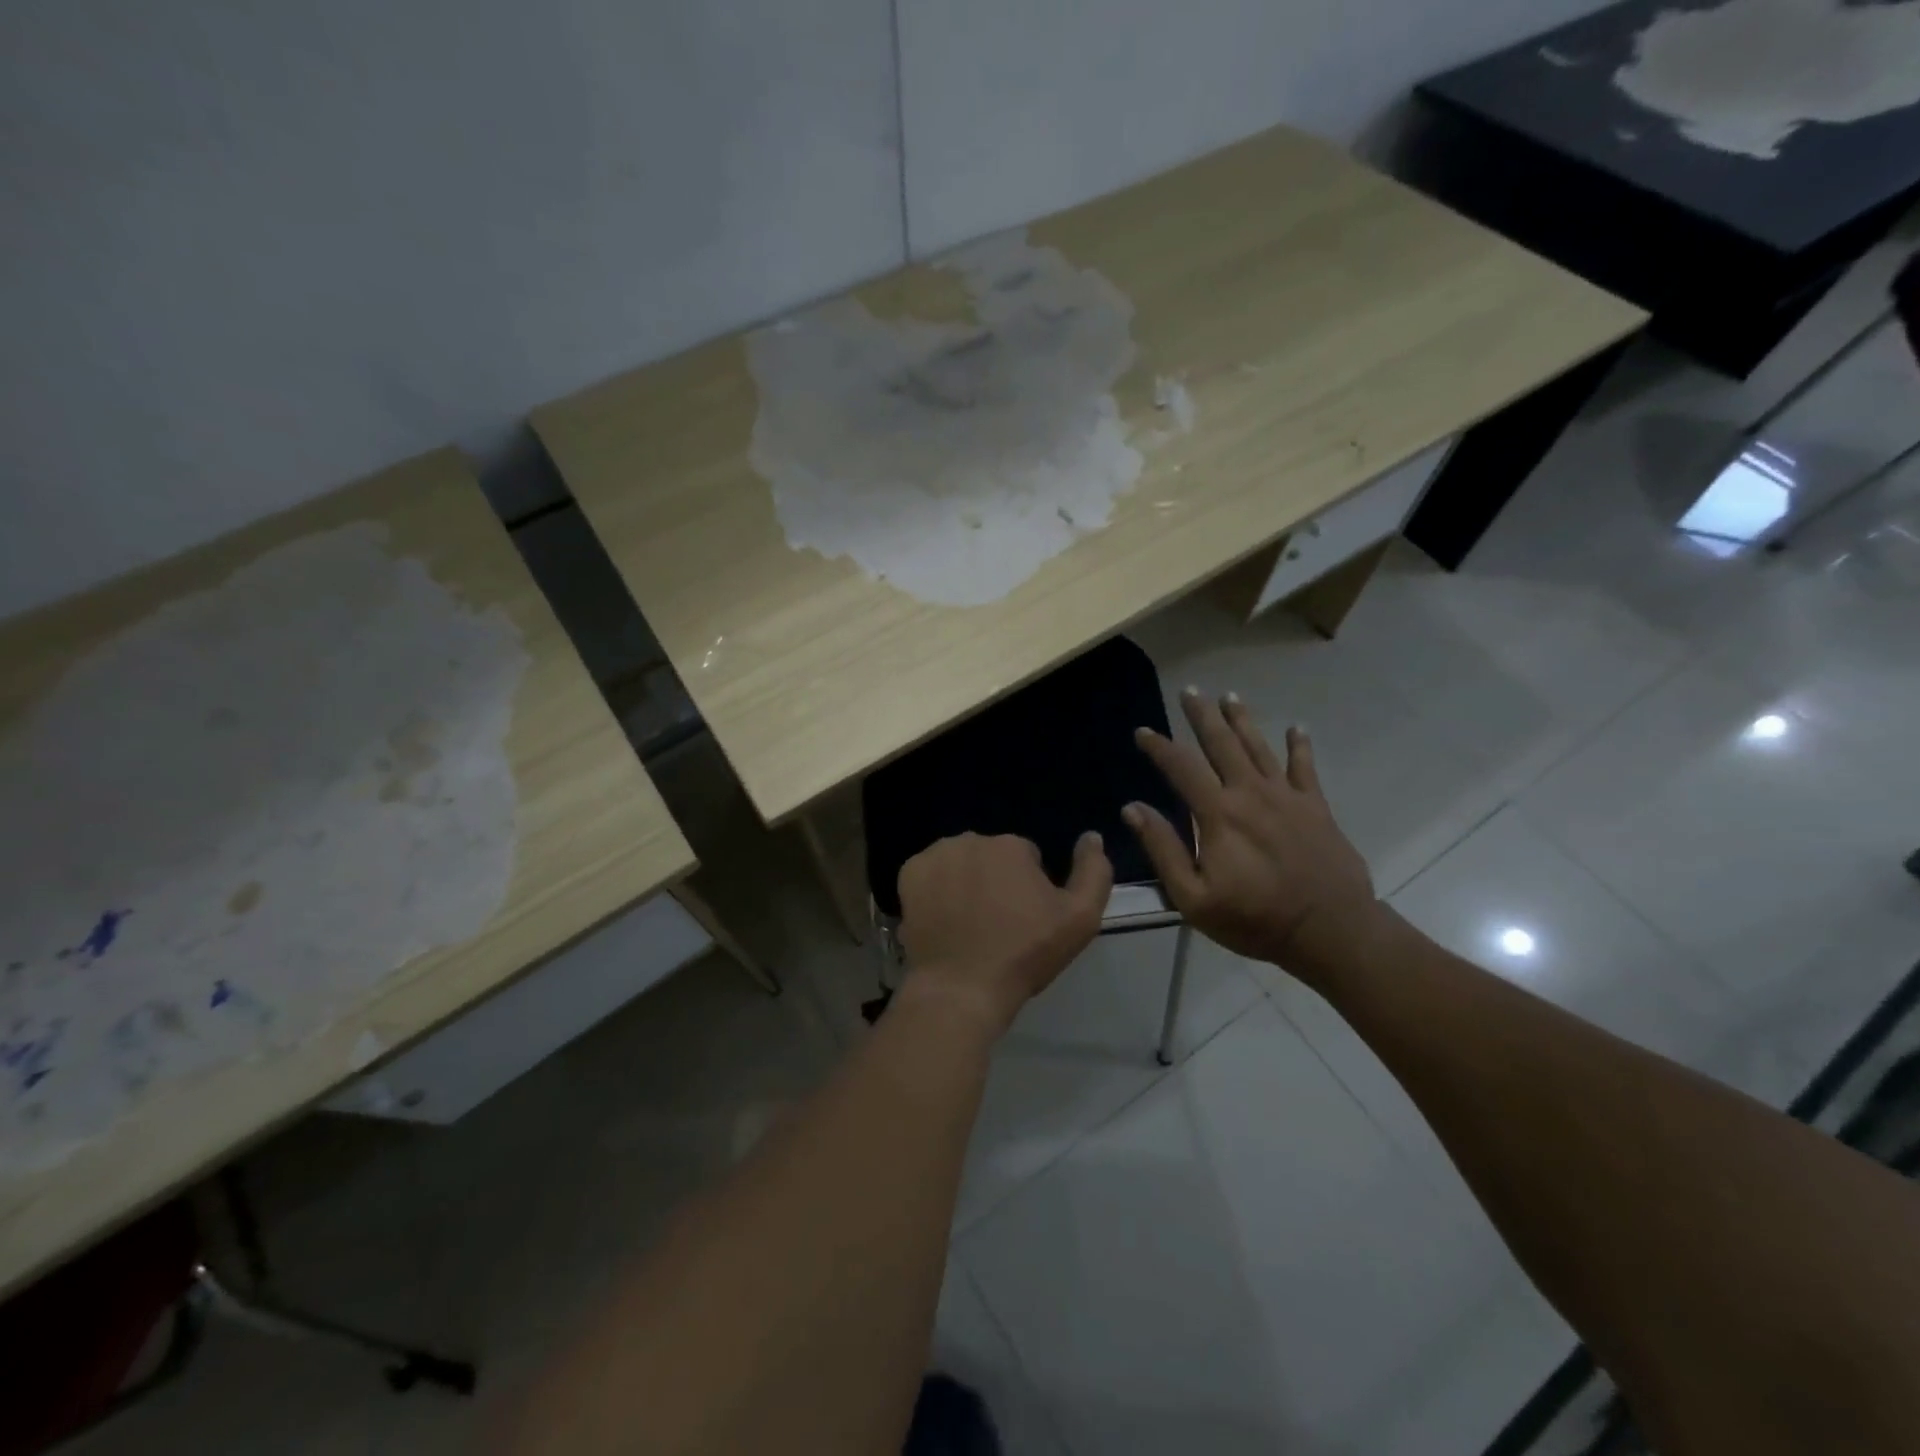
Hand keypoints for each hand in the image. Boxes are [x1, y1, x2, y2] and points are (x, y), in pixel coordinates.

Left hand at [896, 831, 1112, 1033]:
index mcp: (1011, 845)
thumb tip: (1091, 836)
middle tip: (997, 923)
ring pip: (960, 862)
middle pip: (992, 856)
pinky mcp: (908, 874)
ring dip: (966, 881)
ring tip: (968, 923)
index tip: (1025, 919)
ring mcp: (935, 856)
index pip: (1027, 857)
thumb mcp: (1080, 919)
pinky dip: (936, 889)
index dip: (1029, 889)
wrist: (962, 988)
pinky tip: (943, 918)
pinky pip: (931, 873)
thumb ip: (1094, 871)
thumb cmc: (1024, 954)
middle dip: (996, 880)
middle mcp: (970, 839)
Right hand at [1124, 691, 1377, 978]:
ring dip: (1242, 720)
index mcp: (1218, 814)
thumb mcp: (1193, 897)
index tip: (1143, 732)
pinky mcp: (1315, 807)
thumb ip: (1163, 849)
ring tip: (1230, 695)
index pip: (1181, 768)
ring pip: (1259, 747)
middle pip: (1222, 744)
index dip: (1159, 747)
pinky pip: (1305, 768)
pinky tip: (1296, 728)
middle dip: (1202, 715)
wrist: (1329, 931)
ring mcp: (1286, 797)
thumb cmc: (1254, 918)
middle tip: (1190, 690)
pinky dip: (1299, 746)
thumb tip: (1133, 809)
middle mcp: (1250, 793)